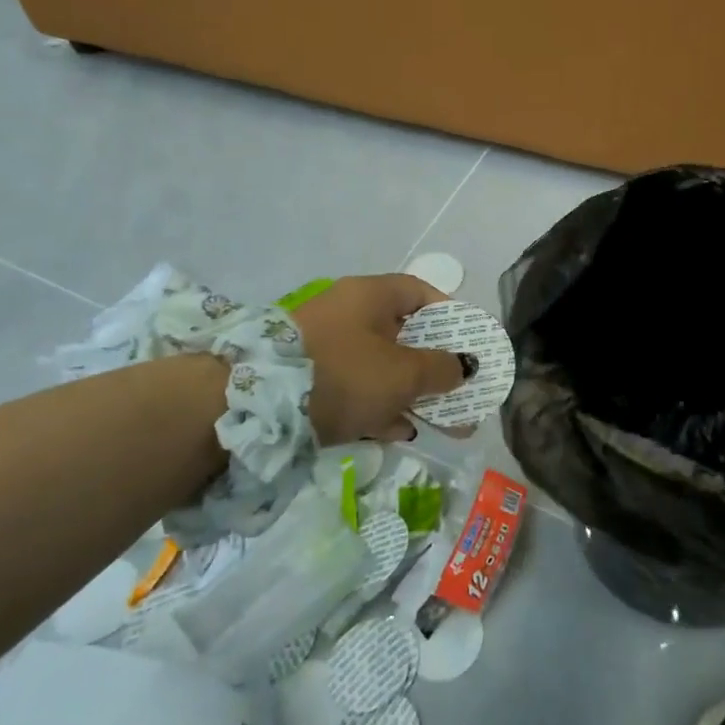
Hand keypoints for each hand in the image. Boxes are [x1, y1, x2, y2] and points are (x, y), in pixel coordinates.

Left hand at [292, 274, 469, 442]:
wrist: (255, 409)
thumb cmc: (343, 374)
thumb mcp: (403, 373)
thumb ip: (442, 369)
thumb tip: (465, 365)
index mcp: (370, 295)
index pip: (420, 293)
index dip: (450, 315)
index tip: (468, 342)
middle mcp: (348, 313)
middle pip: (403, 335)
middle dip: (435, 365)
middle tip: (460, 388)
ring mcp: (326, 347)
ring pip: (381, 366)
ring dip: (411, 391)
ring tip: (440, 419)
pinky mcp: (310, 380)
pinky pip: (357, 389)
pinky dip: (381, 406)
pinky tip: (403, 431)